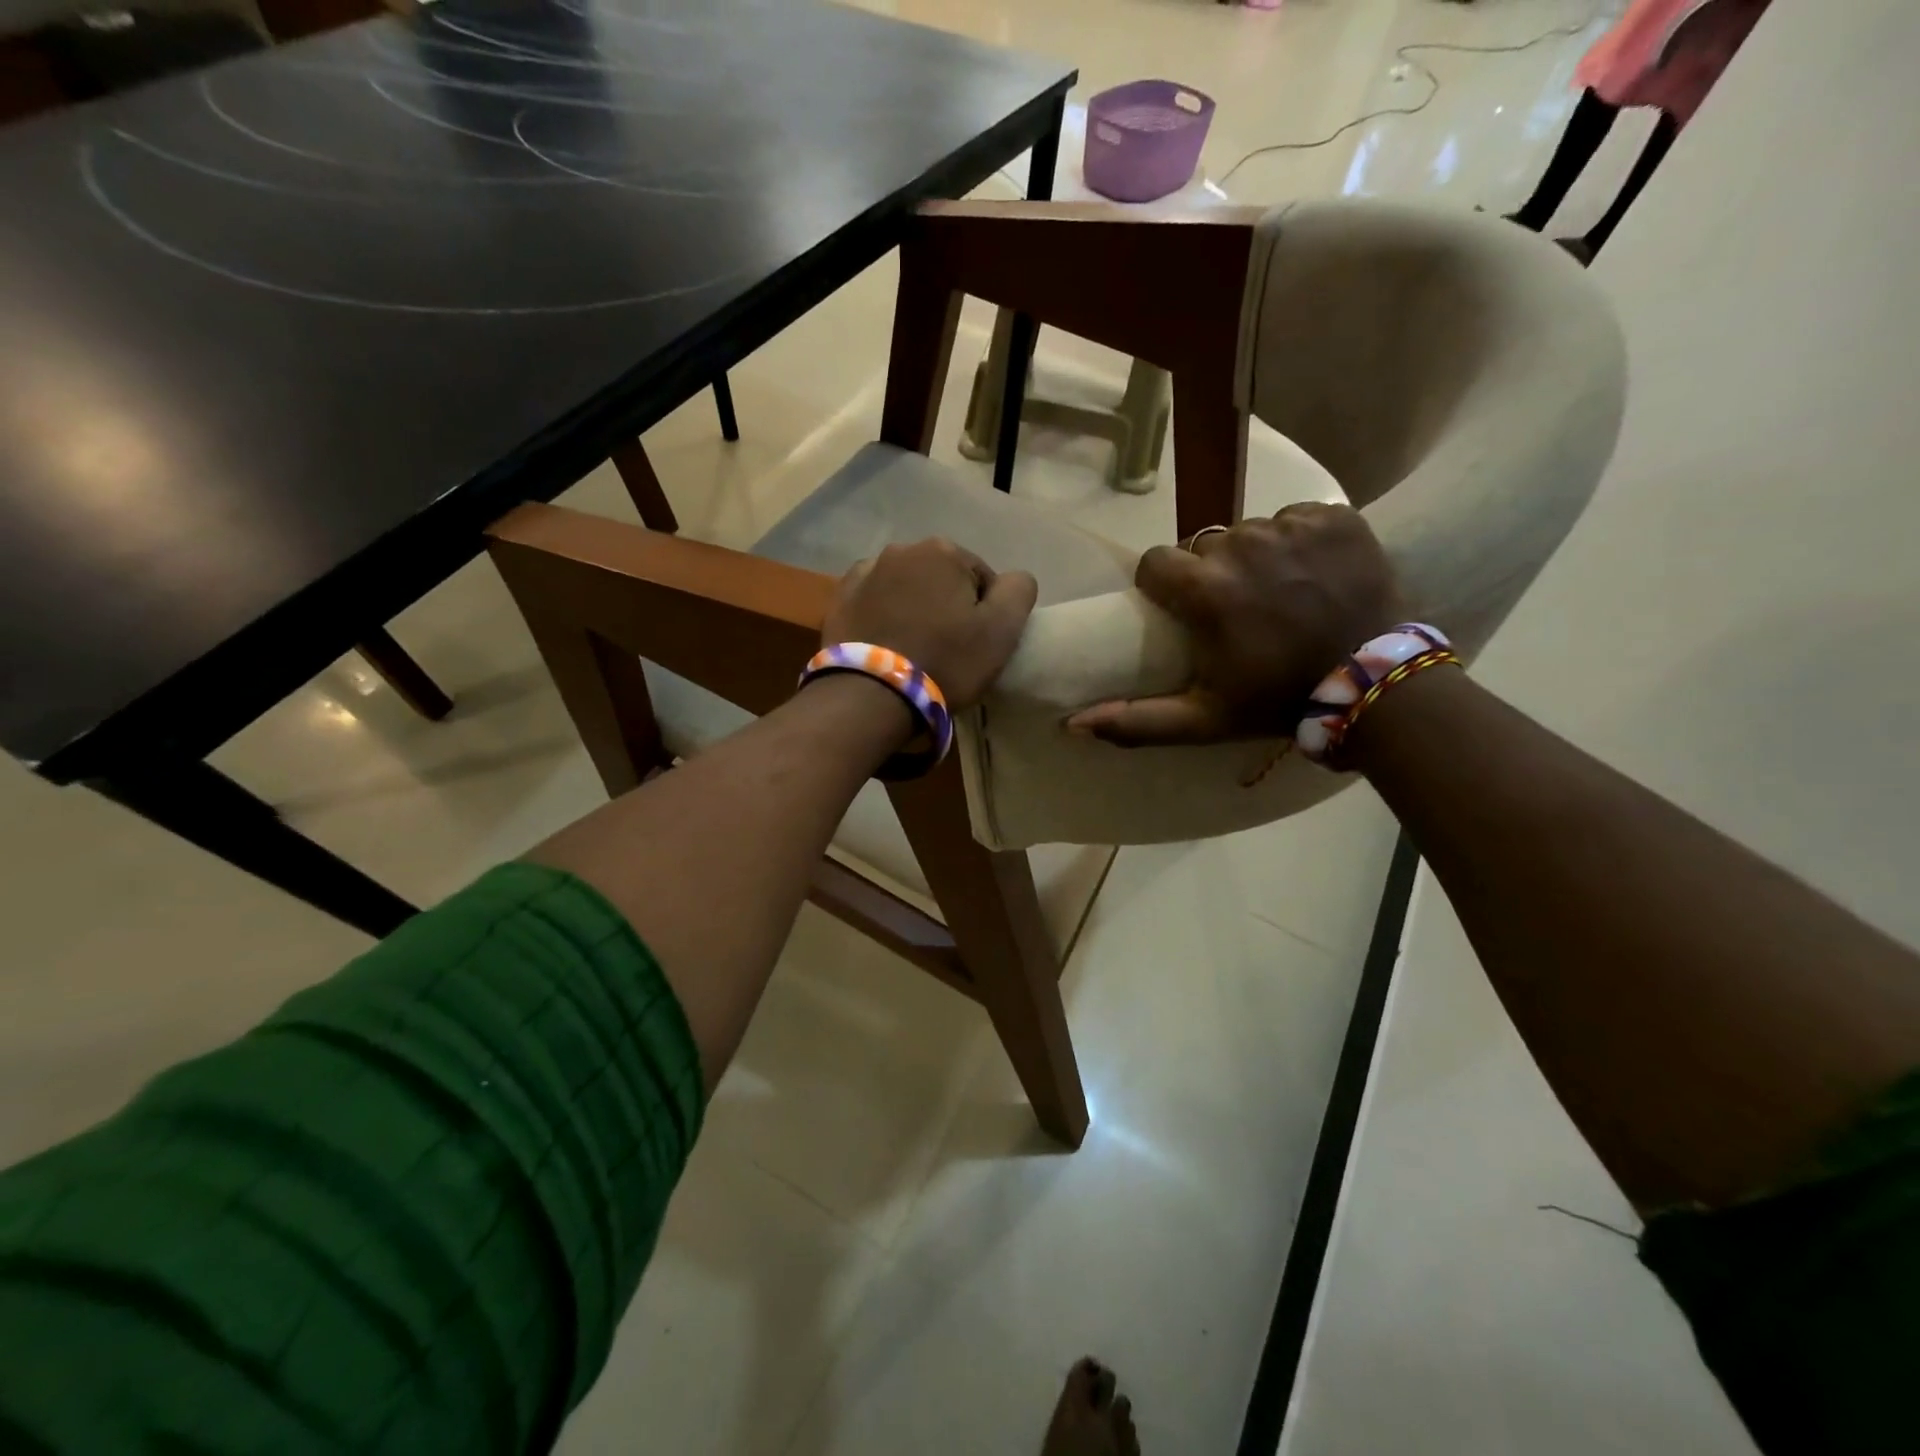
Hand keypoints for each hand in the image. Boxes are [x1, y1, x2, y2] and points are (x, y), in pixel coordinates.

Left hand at [822, 538, 1037, 709]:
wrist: (870, 694)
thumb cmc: (945, 661)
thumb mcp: (1001, 630)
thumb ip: (1018, 591)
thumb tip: (1013, 578)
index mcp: (943, 551)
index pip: (981, 578)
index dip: (984, 613)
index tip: (976, 645)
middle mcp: (902, 550)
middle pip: (941, 579)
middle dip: (947, 606)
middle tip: (947, 649)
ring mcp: (865, 572)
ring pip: (906, 589)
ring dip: (914, 609)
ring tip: (914, 649)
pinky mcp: (840, 599)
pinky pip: (874, 602)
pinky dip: (884, 616)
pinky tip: (886, 645)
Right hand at [1066, 504, 1404, 745]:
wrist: (1374, 685)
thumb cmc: (1276, 700)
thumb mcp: (1201, 720)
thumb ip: (1136, 720)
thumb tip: (1072, 724)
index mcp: (1204, 589)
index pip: (1155, 562)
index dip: (1164, 586)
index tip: (1185, 610)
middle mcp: (1241, 545)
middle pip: (1203, 546)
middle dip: (1210, 573)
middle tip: (1238, 610)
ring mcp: (1291, 526)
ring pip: (1249, 530)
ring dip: (1255, 556)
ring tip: (1280, 592)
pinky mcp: (1334, 516)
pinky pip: (1296, 518)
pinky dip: (1299, 540)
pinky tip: (1314, 572)